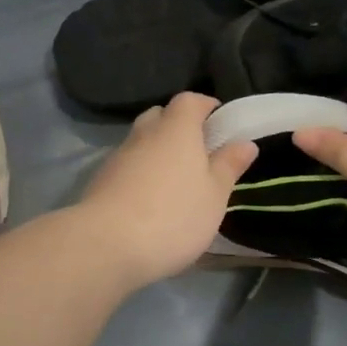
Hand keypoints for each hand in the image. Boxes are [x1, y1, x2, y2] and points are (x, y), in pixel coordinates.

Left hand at [75, 93, 258, 287]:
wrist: (106, 245)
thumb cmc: (173, 216)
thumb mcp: (214, 195)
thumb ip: (228, 166)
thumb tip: (245, 143)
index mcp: (176, 129)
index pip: (189, 100)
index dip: (205, 106)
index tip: (220, 122)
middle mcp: (145, 134)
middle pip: (161, 117)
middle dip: (179, 127)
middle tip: (198, 153)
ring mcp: (118, 157)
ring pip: (141, 142)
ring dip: (157, 152)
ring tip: (176, 181)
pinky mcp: (101, 181)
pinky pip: (127, 166)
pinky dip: (140, 174)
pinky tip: (150, 201)